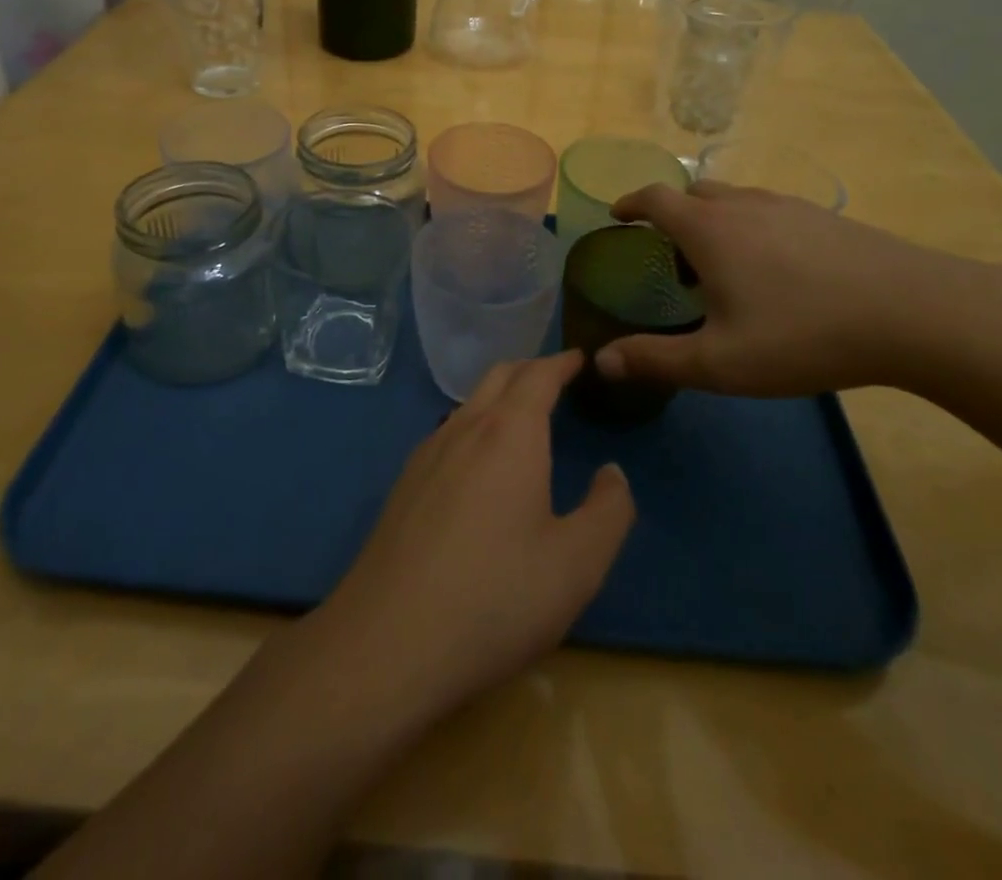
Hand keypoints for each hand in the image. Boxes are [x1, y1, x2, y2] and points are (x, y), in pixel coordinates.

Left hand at [313, 351, 634, 723]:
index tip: (581, 358)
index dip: (562, 363)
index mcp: (510, 433)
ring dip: (500, 396)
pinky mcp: (404, 484)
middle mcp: (465, 428)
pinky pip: (448, 432)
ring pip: (469, 403)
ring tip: (524, 417)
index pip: (539, 375)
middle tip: (558, 379)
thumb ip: (609, 511)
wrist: (388, 642)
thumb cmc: (495, 597)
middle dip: (531, 369)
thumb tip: (612, 473)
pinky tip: (480, 463)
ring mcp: (427, 453)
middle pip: (499, 376)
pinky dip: (476, 424)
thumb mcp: (577, 563)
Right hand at [597, 181, 1001, 397]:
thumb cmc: (802, 334)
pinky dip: (752, 227)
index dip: (630, 204)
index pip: (655, 198)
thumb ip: (656, 360)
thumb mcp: (720, 362)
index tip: (618, 216)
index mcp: (709, 230)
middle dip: (672, 215)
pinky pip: (769, 211)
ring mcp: (788, 206)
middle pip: (694, 193)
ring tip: (723, 267)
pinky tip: (776, 270)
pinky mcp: (824, 218)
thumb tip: (601, 361)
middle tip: (672, 256)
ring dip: (714, 221)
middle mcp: (743, 205)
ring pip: (734, 200)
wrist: (913, 312)